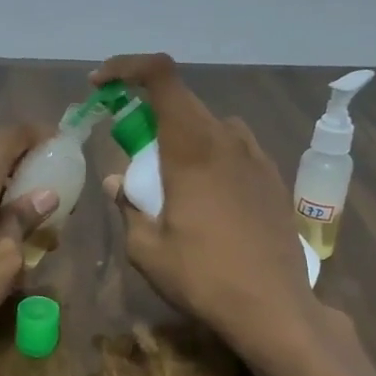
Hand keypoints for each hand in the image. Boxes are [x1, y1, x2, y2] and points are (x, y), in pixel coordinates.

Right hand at [93, 53, 331, 368]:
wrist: (274, 308)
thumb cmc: (203, 278)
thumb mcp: (147, 250)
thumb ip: (128, 207)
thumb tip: (117, 182)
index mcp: (191, 148)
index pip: (161, 76)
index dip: (127, 67)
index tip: (100, 86)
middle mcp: (227, 140)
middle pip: (182, 102)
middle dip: (148, 115)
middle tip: (129, 153)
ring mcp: (256, 158)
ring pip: (210, 126)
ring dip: (181, 137)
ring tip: (169, 180)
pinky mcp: (273, 179)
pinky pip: (234, 149)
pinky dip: (209, 156)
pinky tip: (205, 198)